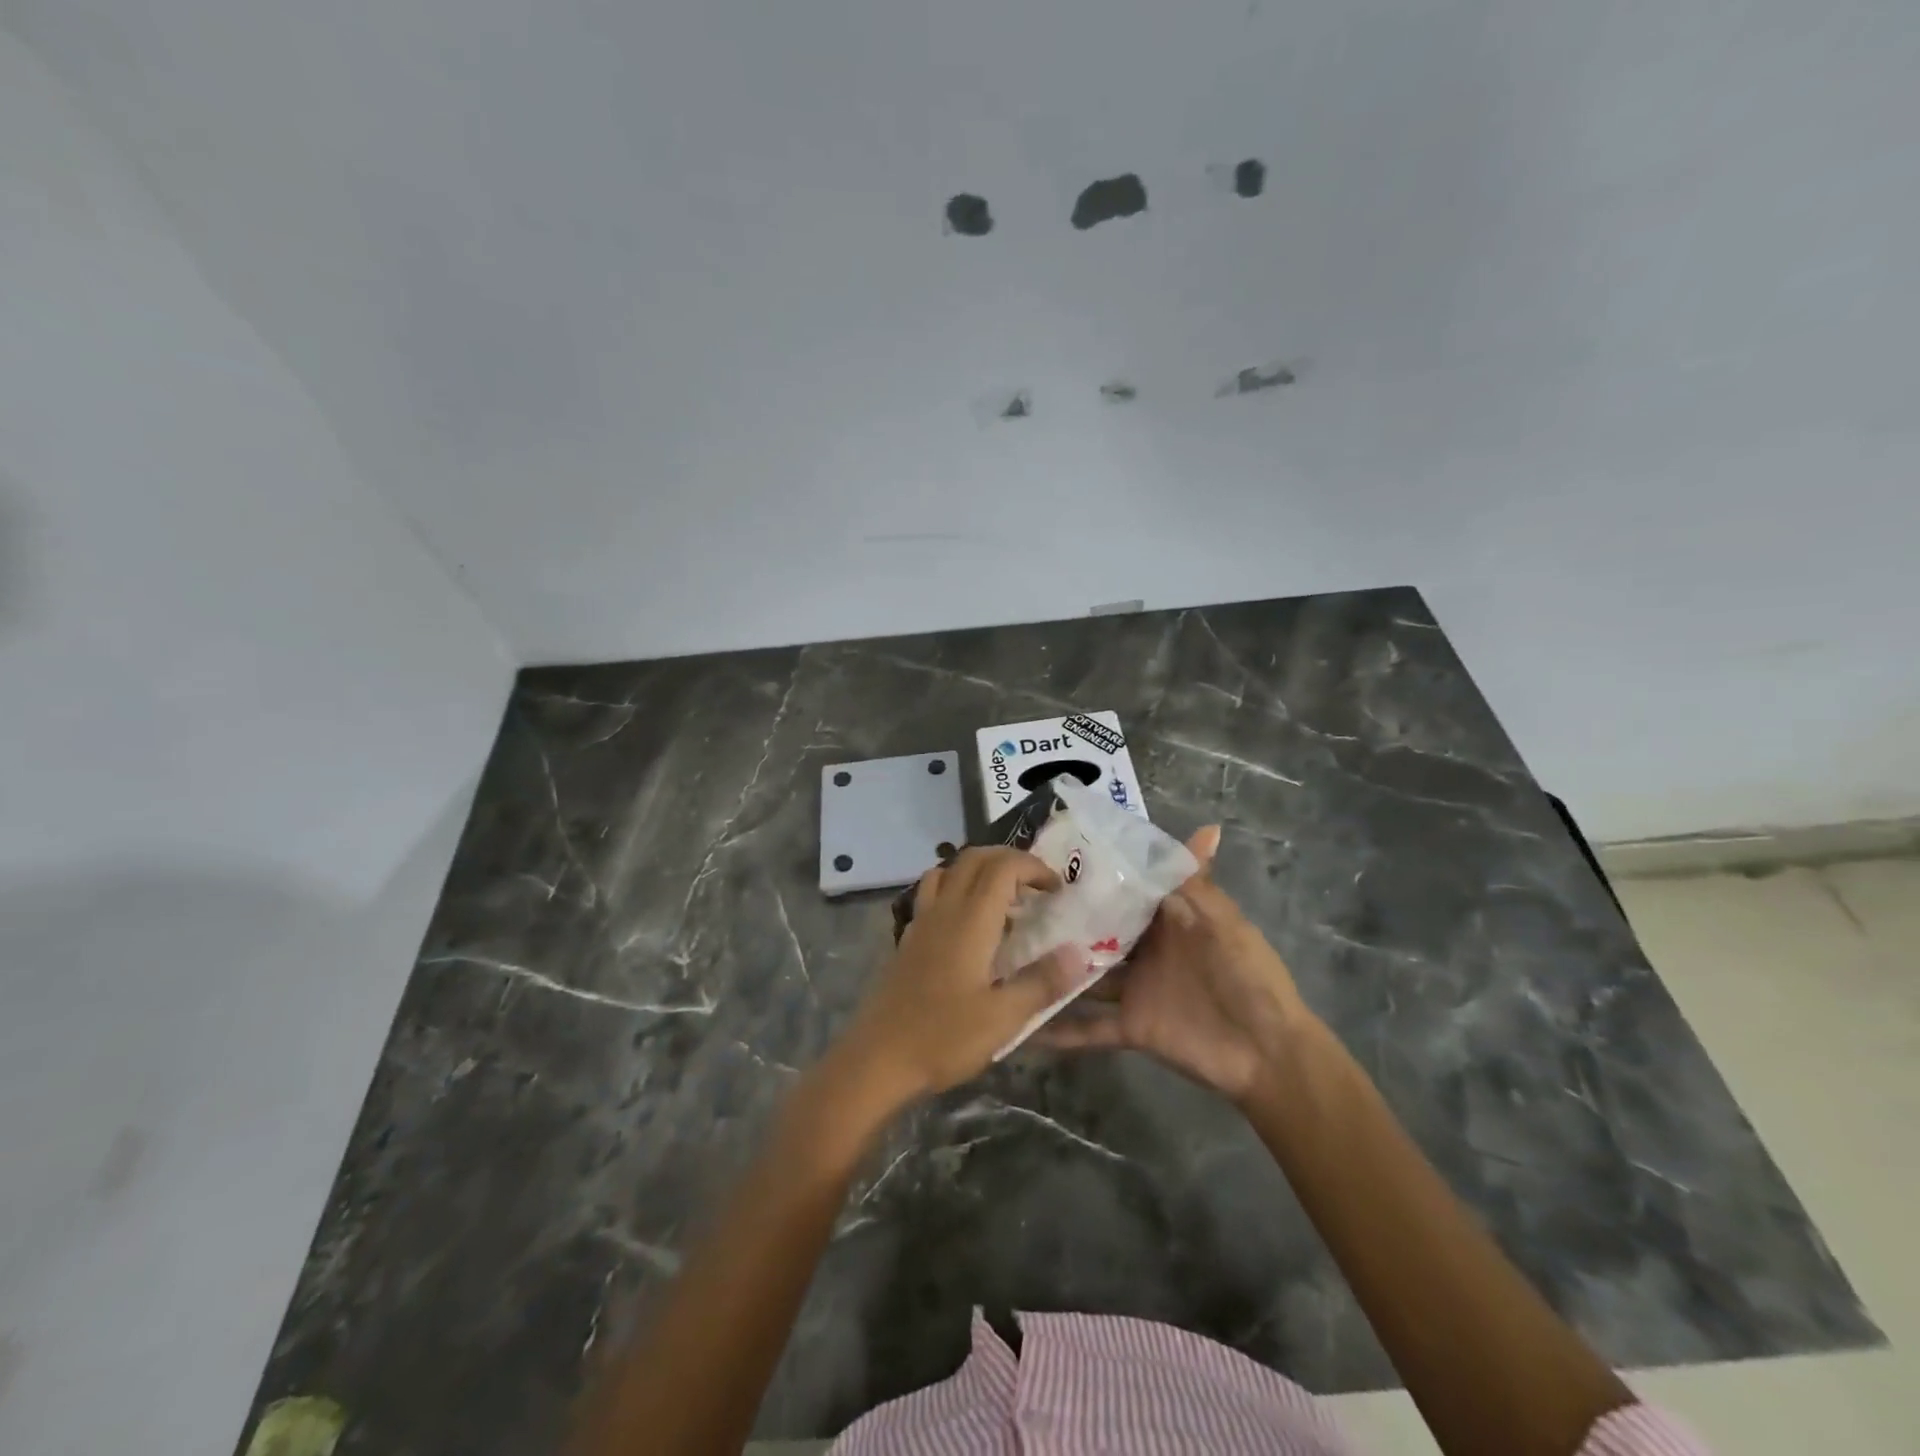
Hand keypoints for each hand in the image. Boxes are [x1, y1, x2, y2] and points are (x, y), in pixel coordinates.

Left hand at [834, 847, 1077, 1105]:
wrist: (877, 1059)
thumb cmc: (943, 1038)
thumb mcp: (1003, 1018)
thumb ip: (1041, 982)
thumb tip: (1080, 953)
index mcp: (970, 921)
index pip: (1003, 867)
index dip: (1033, 867)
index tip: (1057, 889)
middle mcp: (943, 910)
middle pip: (974, 858)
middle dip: (1010, 860)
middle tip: (1037, 885)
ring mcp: (921, 922)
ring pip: (949, 870)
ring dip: (980, 870)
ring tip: (1004, 899)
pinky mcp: (908, 939)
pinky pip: (933, 894)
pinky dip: (957, 889)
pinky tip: (969, 925)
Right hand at [1038, 827, 1310, 1106]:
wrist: (1269, 1053)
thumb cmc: (1249, 976)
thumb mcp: (1225, 924)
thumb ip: (1198, 884)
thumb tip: (1206, 827)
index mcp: (1168, 919)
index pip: (1125, 890)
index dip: (1094, 874)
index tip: (1052, 856)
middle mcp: (1144, 949)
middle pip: (1097, 929)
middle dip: (1063, 917)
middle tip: (1011, 902)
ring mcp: (1134, 988)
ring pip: (1084, 974)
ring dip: (1053, 968)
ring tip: (1002, 954)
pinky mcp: (1131, 1026)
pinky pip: (1089, 1028)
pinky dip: (1060, 1031)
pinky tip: (1022, 1024)